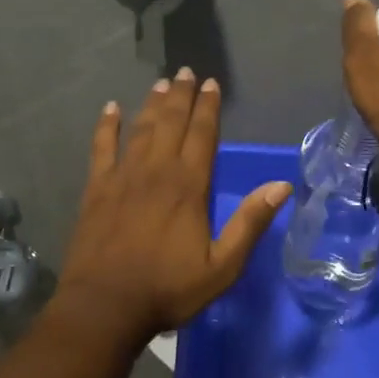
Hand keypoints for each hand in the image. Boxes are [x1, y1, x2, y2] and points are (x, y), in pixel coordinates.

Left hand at [57, 69, 291, 342]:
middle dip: (181, 96)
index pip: (202, 135)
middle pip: (171, 123)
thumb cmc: (167, 289)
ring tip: (161, 83)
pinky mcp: (97, 189)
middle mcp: (156, 171)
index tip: (212, 84)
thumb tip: (281, 186)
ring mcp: (122, 177)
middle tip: (186, 72)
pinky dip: (107, 126)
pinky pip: (102, 148)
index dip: (208, 108)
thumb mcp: (221, 266)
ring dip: (152, 104)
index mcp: (188, 186)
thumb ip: (249, 223)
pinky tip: (111, 109)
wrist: (105, 306)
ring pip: (140, 129)